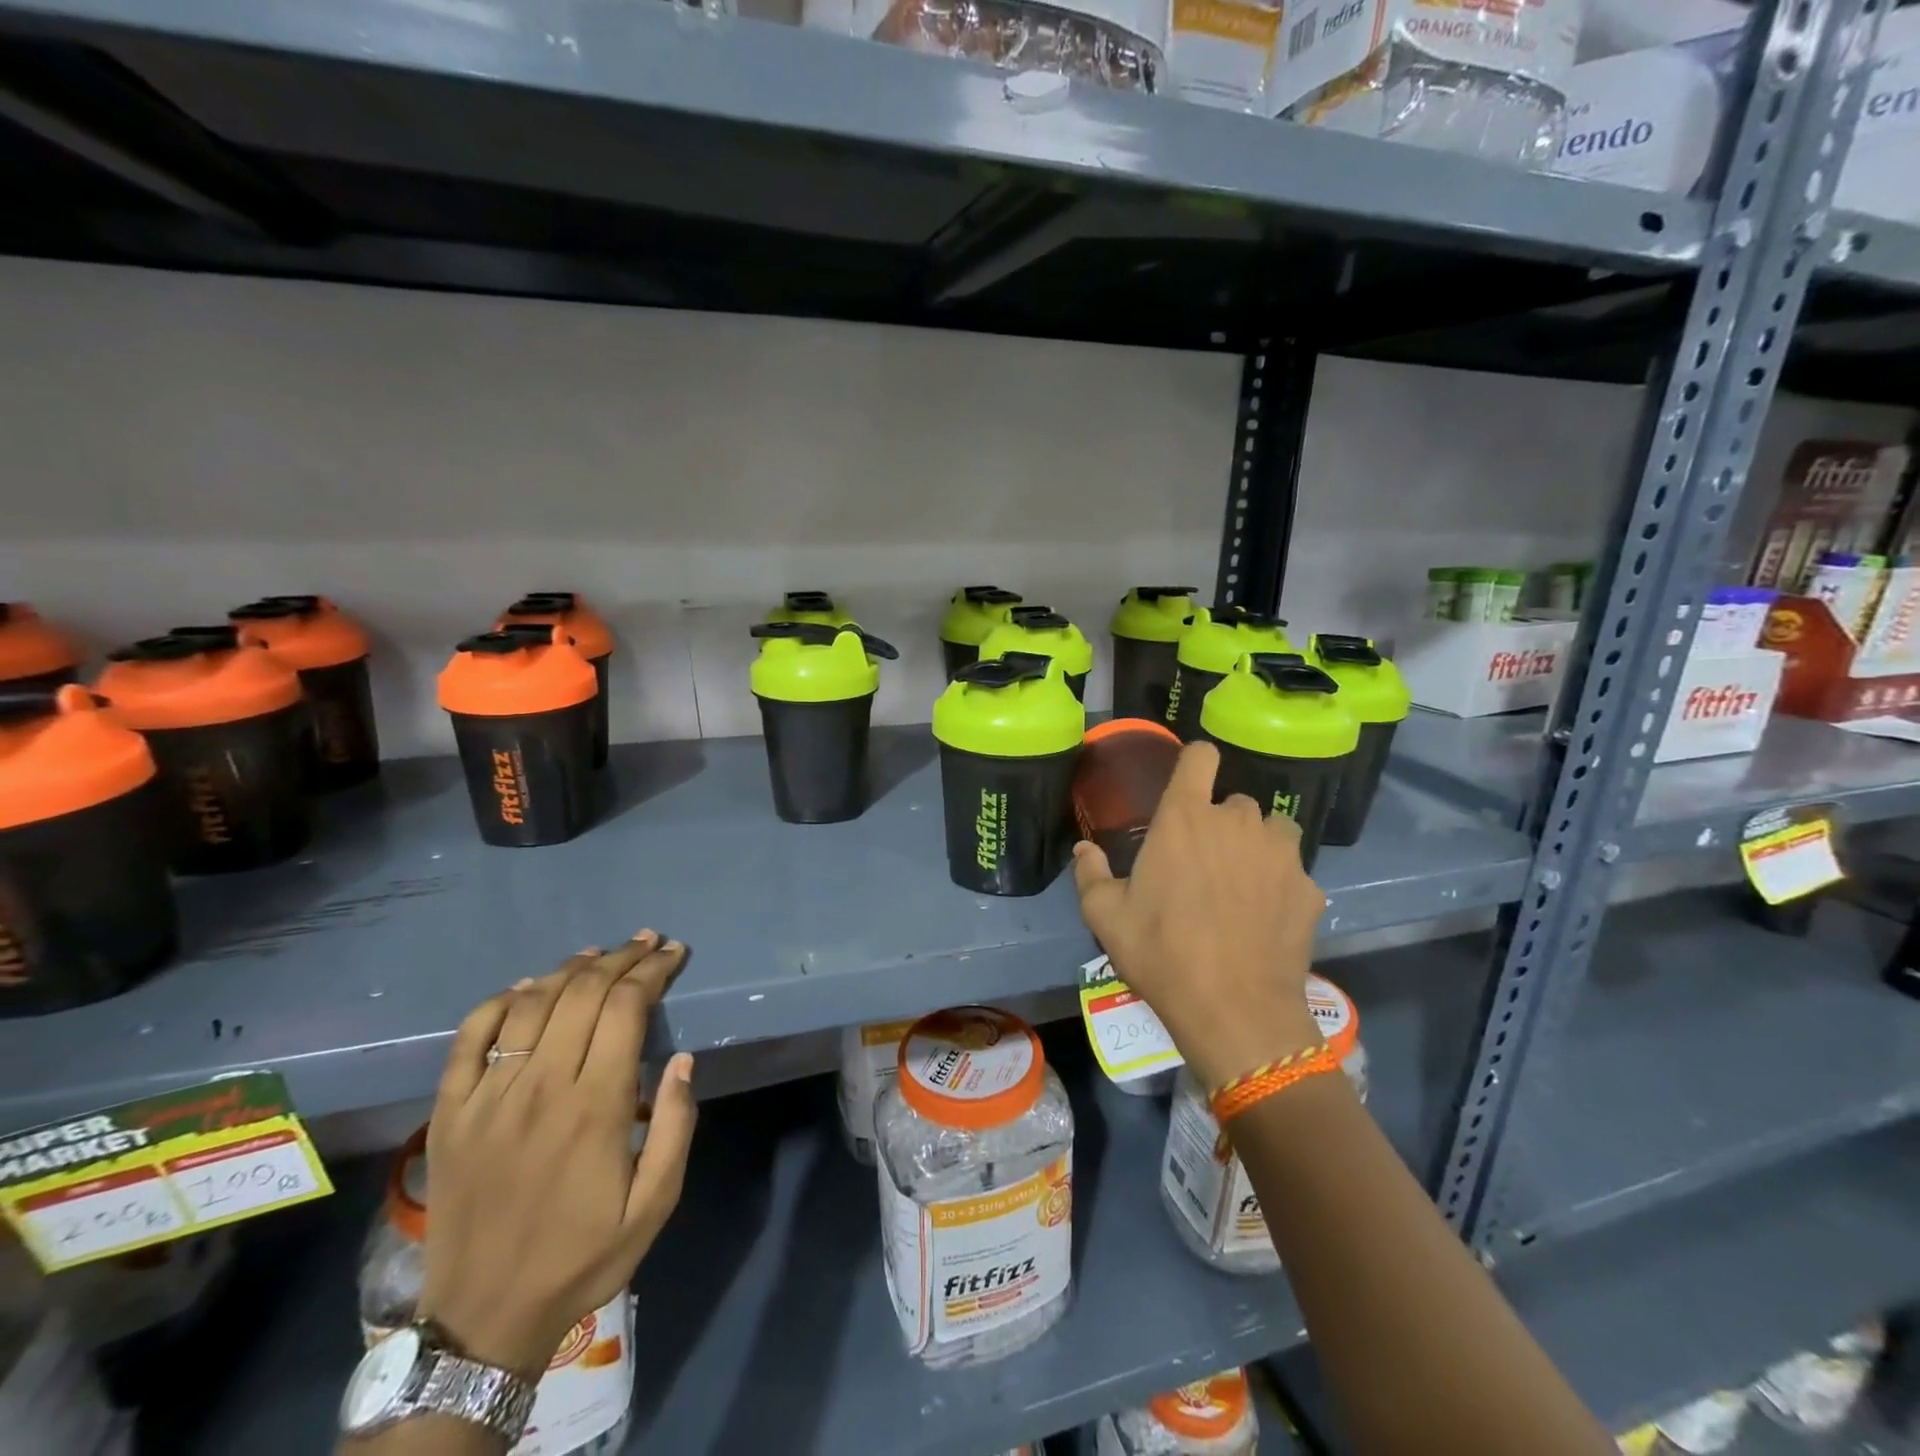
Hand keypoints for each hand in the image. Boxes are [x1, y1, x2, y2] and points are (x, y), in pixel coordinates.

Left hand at [418, 932, 695, 1378]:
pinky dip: (499, 1000)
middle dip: (622, 957)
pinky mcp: (450, 1111)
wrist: (484, 1318)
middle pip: (583, 993)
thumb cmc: (583, 1256)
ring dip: (570, 968)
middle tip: (648, 942)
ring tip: (599, 953)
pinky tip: (527, 987)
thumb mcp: (656, 1203)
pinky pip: (470, 1037)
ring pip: (532, 1003)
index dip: (653, 971)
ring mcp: (489, 1096)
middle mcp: (542, 1087)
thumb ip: (678, 1126)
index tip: (674, 954)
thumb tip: (683, 1059)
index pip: (627, 1008)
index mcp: (596, 1106)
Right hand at [1073, 741, 1324, 1090]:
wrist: (1234, 1009)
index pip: (1201, 756)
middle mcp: (1237, 822)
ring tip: (1242, 882)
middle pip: (1234, 800)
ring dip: (1257, 844)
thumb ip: (1090, 873)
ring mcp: (1281, 853)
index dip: (1196, 762)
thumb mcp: (1105, 916)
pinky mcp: (1309, 888)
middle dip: (1220, 822)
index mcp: (1185, 818)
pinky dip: (1280, 885)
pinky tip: (1266, 919)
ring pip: (1272, 829)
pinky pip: (1293, 871)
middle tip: (1204, 862)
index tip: (1189, 784)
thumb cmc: (1161, 952)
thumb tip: (1083, 849)